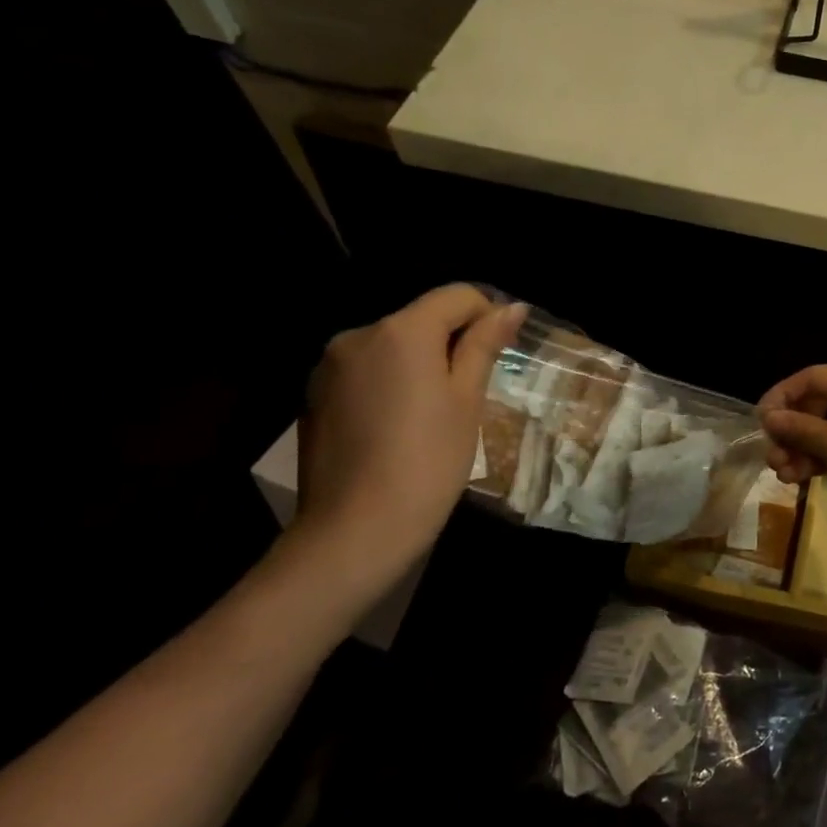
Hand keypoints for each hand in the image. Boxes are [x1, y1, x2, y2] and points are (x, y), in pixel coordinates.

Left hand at [294, 286, 524, 595]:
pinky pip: (366, 373)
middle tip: (473, 392)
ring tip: (435, 415)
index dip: (488, 316)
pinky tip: (398, 428)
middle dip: (452, 343)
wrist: (356, 530)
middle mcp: (358, 336)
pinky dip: (390, 385)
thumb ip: (484, 345)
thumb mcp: (468, 400)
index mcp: (401, 332)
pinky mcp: (314, 397)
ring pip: (393, 347)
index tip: (502, 354)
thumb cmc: (429, 461)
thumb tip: (512, 307)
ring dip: (420, 364)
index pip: (456, 296)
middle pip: (421, 319)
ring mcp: (329, 367)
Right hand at [759, 365, 826, 546]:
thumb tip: (769, 417)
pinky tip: (803, 478)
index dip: (782, 396)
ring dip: (805, 449)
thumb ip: (796, 427)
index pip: (813, 377)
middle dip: (793, 431)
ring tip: (784, 475)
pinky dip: (825, 457)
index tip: (760, 422)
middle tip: (772, 457)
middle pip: (822, 404)